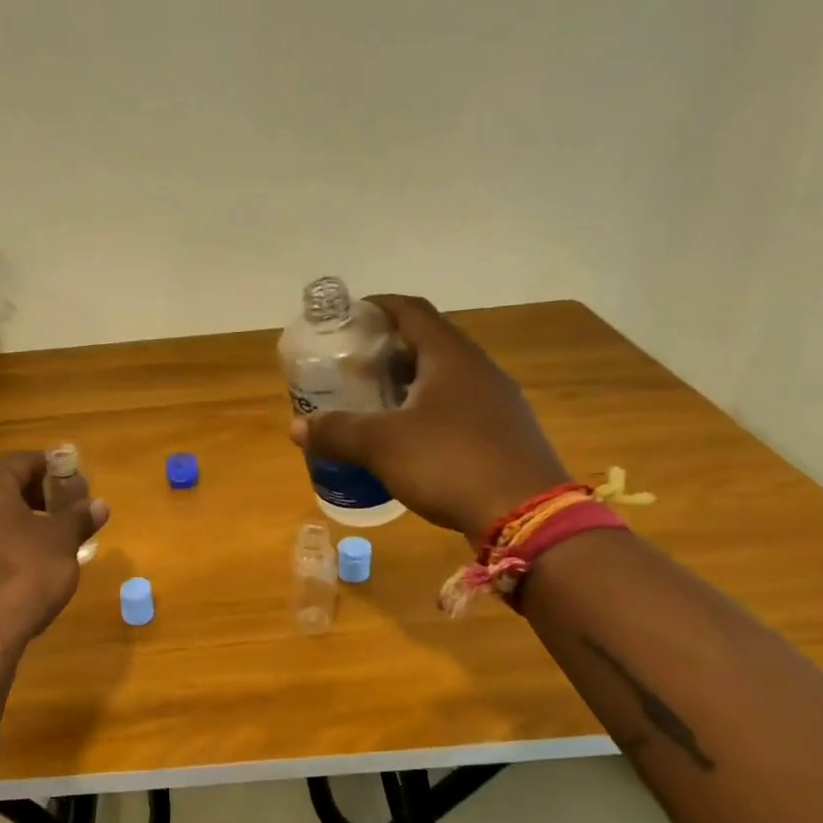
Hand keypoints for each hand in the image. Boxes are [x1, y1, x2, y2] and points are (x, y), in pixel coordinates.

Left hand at [0, 451, 109, 657]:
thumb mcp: (62, 543)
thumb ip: (79, 518)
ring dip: (22, 523)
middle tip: (69, 514)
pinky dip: (4, 547)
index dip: (55, 469)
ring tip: (53, 544)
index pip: (23, 461)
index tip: (79, 486)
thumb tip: (98, 504)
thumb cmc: (21, 576)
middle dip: (40, 497)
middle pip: (4, 487)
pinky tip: (25, 570)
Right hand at [292, 295, 569, 538]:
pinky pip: (458, 409)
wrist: (526, 516)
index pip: (412, 311)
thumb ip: (337, 432)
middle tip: (352, 367)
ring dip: (408, 384)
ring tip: (373, 403)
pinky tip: (408, 440)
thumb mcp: (382, 446)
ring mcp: (497, 403)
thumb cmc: (449, 463)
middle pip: (428, 344)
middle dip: (387, 351)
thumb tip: (296, 427)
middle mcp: (479, 370)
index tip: (348, 317)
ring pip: (444, 380)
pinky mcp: (504, 434)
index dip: (378, 306)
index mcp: (451, 357)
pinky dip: (427, 412)